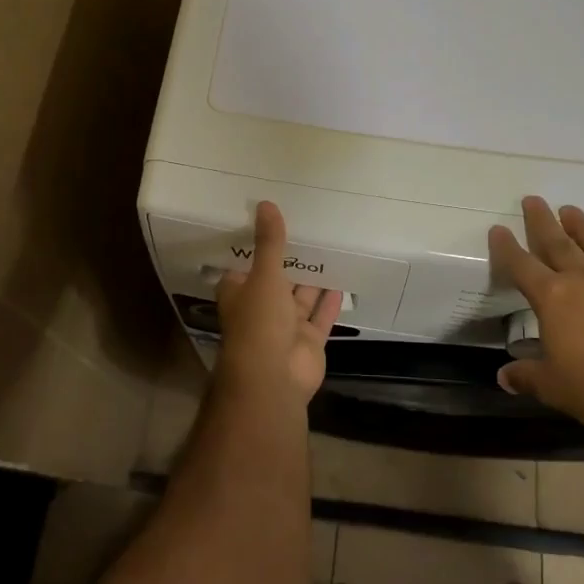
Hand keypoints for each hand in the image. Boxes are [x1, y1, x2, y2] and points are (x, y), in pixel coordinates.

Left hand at [215, 201, 341, 402]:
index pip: (244, 266)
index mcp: (240, 293)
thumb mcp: (264, 276)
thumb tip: (266, 204)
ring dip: (312, 280)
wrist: (273, 379)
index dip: (254, 248)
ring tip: (328, 250)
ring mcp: (285, 327)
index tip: (269, 225)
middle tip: (307, 232)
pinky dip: (330, 301)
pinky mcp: (308, 341)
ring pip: (300, 298)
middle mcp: (261, 309)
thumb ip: (269, 243)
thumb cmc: (258, 323)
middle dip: (289, 262)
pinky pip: (320, 317)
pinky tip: (342, 280)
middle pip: (276, 281)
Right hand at [488, 196, 583, 430]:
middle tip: (533, 199)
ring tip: (570, 210)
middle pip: (556, 242)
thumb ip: (527, 376)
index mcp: (552, 298)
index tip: (498, 229)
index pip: (521, 265)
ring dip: (579, 225)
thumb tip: (504, 376)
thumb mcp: (553, 387)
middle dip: (541, 221)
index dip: (506, 247)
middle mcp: (582, 279)